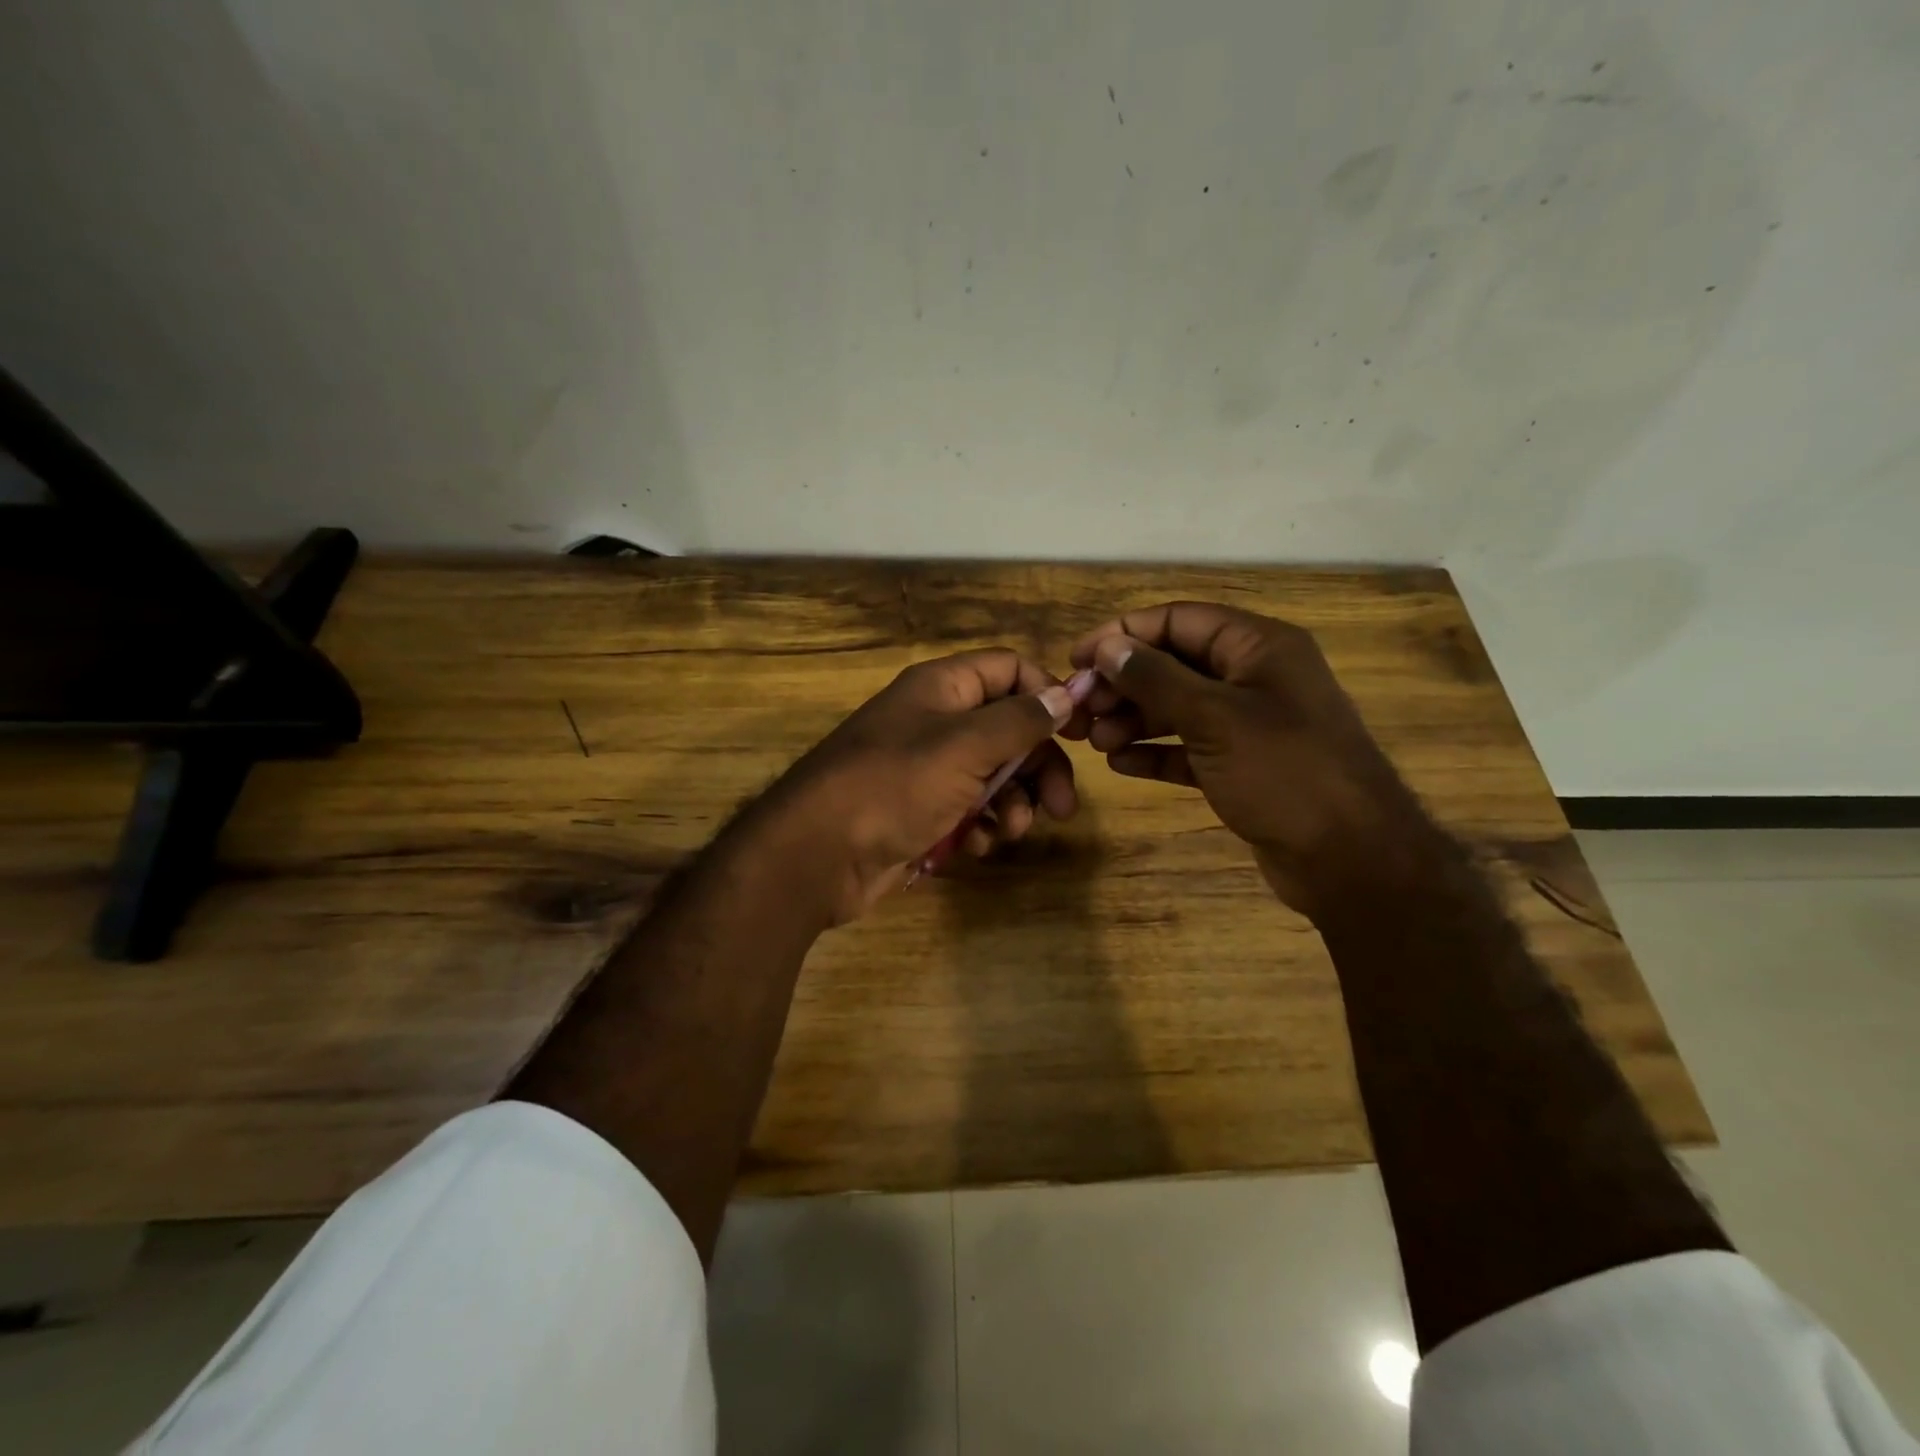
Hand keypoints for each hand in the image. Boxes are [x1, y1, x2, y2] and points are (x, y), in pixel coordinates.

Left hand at [756, 649, 1079, 923]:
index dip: (1047, 694)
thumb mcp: (965, 746)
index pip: (1009, 670)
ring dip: (1012, 804)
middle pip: (1008, 730)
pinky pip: (967, 811)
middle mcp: (936, 721)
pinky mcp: (920, 812)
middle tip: (1061, 806)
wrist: (818, 855)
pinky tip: (973, 846)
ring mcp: (926, 769)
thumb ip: (1020, 719)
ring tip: (1010, 831)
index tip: (1079, 732)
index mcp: (942, 688)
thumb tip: (1064, 693)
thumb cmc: (894, 786)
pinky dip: (979, 828)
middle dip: (1038, 767)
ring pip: (992, 776)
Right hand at [1067, 601, 1442, 916]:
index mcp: (1258, 647)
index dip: (1123, 634)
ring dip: (1133, 719)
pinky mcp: (1242, 766)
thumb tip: (1108, 647)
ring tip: (1094, 742)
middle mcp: (1254, 677)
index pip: (1178, 620)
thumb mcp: (1214, 718)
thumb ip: (1157, 678)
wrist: (1350, 860)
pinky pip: (1189, 747)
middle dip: (1124, 684)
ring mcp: (1249, 724)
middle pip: (1173, 664)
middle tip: (1080, 710)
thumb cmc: (1284, 773)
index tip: (1076, 658)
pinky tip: (1120, 764)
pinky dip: (1155, 752)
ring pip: (1178, 707)